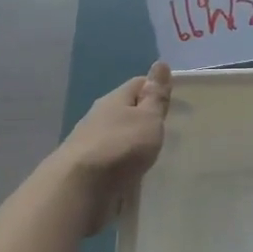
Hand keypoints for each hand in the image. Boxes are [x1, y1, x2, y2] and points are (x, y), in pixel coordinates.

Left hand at [53, 62, 171, 235]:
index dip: (156, 88)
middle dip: (145, 118)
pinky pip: (111, 160)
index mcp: (114, 100)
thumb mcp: (148, 119)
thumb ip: (156, 96)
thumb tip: (160, 63)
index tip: (174, 102)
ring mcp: (90, 143)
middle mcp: (99, 117)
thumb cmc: (120, 147)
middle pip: (126, 110)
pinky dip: (123, 163)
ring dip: (133, 142)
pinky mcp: (87, 169)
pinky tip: (134, 173)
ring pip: (118, 136)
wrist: (78, 188)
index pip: (138, 84)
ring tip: (153, 154)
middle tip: (168, 130)